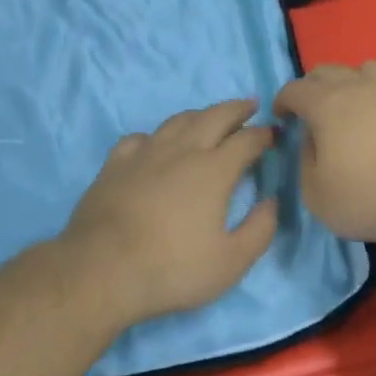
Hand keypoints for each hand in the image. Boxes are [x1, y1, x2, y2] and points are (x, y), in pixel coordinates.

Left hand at [62, 99, 278, 325]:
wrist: (102, 270)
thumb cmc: (172, 268)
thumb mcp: (231, 262)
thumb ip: (260, 230)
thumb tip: (271, 202)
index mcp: (214, 170)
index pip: (247, 140)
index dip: (264, 135)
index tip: (273, 135)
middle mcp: (182, 151)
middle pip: (215, 117)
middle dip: (237, 109)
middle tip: (250, 106)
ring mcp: (145, 154)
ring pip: (178, 121)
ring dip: (200, 115)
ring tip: (210, 118)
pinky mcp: (116, 164)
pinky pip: (141, 137)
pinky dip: (157, 135)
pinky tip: (157, 145)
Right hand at [273, 62, 375, 249]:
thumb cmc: (368, 200)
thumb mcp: (316, 194)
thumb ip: (306, 160)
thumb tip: (313, 139)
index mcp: (328, 105)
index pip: (295, 89)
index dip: (283, 100)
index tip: (281, 115)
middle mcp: (362, 88)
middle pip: (329, 71)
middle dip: (313, 86)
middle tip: (311, 109)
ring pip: (368, 70)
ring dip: (352, 82)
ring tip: (353, 106)